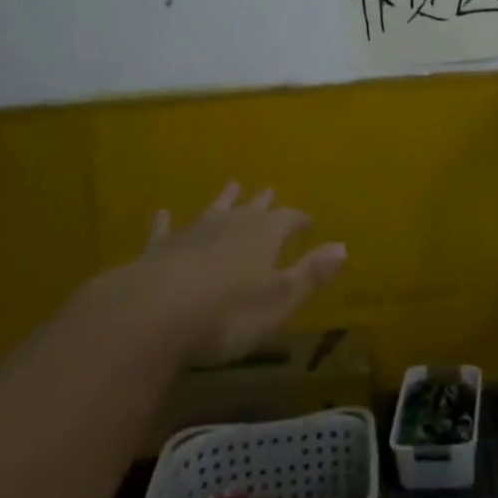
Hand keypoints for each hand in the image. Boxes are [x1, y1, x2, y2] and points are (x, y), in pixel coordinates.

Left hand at [116, 183, 346, 364]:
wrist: (154, 313)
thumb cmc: (227, 313)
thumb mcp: (280, 299)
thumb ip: (310, 273)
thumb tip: (343, 247)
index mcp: (265, 235)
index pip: (289, 219)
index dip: (299, 220)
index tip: (309, 221)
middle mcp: (231, 225)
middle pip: (252, 208)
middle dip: (263, 202)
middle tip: (269, 191)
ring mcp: (193, 233)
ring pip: (214, 210)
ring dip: (223, 199)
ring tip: (232, 185)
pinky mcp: (158, 249)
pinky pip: (164, 230)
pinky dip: (165, 222)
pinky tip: (163, 213)